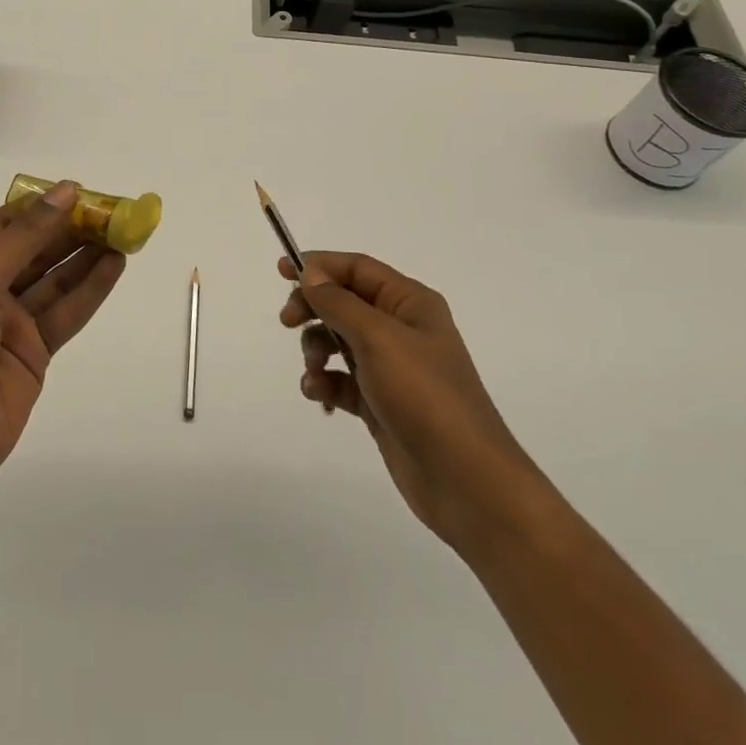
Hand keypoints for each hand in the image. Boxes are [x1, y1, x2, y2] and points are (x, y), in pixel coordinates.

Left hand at [0, 182, 126, 501]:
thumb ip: (25, 237)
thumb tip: (65, 191)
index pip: (5, 224)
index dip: (42, 206)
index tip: (80, 191)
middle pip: (35, 250)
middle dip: (71, 230)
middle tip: (112, 212)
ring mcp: (10, 322)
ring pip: (55, 279)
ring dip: (86, 257)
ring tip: (123, 234)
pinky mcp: (34, 351)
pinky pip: (65, 312)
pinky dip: (90, 290)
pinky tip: (114, 267)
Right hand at [280, 253, 544, 558]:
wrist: (464, 479)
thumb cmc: (423, 394)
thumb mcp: (378, 338)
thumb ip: (338, 302)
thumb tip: (310, 273)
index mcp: (410, 303)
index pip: (357, 268)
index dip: (319, 265)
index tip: (281, 271)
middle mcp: (401, 328)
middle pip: (344, 302)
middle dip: (313, 309)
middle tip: (287, 321)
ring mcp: (391, 367)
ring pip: (338, 341)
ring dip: (316, 350)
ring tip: (314, 371)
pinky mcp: (380, 402)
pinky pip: (341, 380)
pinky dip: (325, 383)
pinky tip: (320, 396)